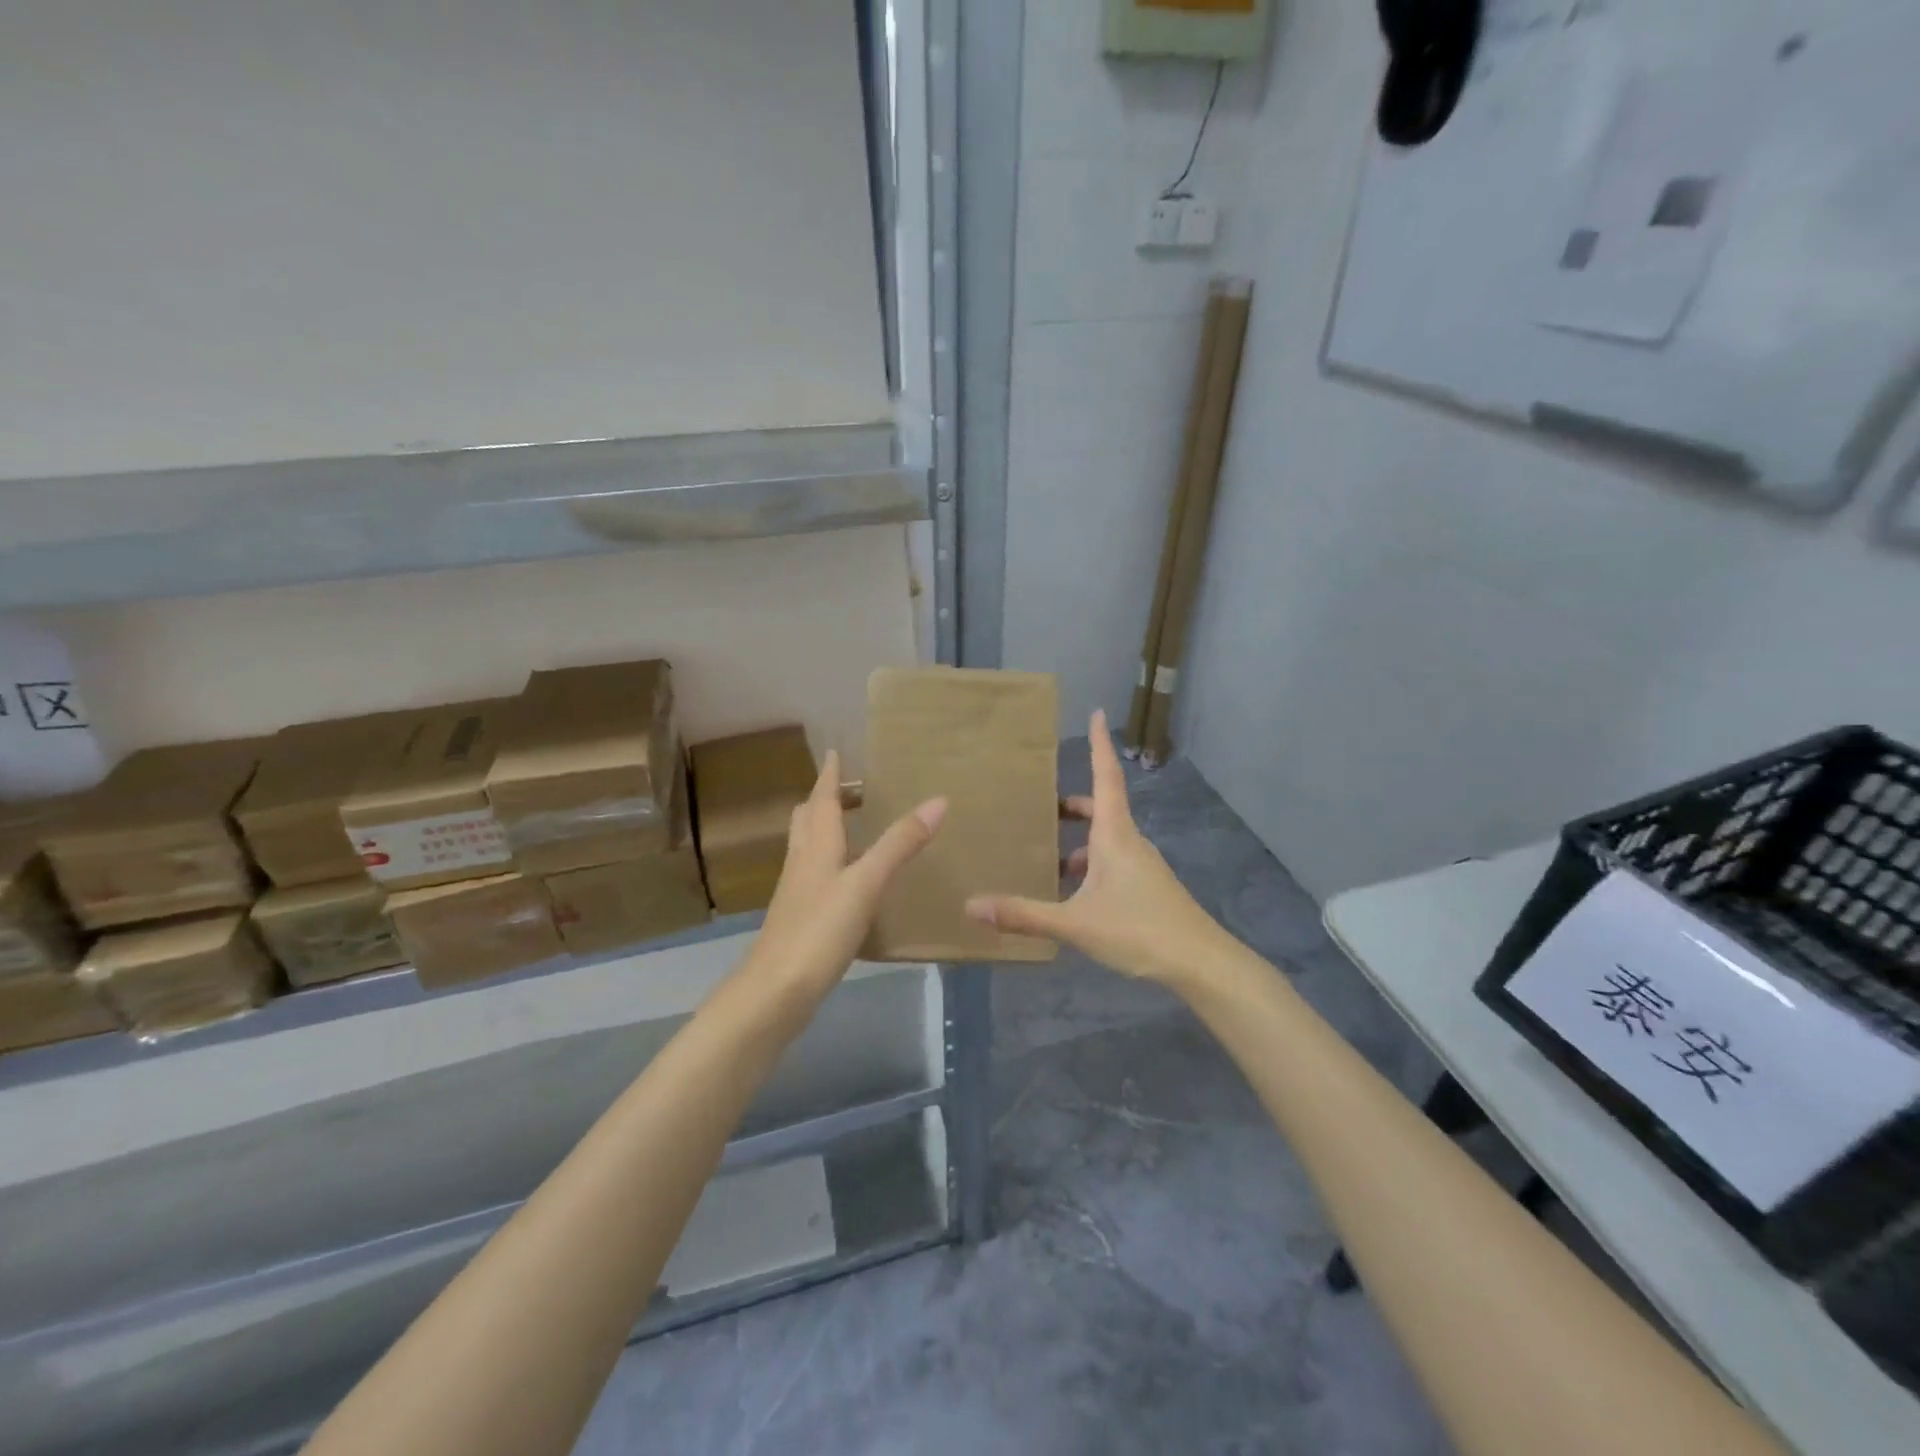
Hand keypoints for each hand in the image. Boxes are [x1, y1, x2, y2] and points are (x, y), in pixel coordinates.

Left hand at [744, 749, 945, 994]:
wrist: (776, 991)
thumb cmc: (820, 929)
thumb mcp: (866, 883)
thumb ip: (899, 844)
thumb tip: (938, 801)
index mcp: (816, 846)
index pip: (821, 800)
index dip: (829, 775)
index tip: (834, 752)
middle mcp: (801, 862)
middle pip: (806, 820)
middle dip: (822, 800)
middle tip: (845, 788)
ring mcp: (796, 893)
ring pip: (806, 848)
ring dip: (823, 830)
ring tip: (848, 826)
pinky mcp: (798, 919)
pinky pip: (812, 877)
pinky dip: (827, 864)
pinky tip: (844, 881)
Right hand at [964, 709, 1233, 985]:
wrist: (1200, 963)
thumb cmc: (1138, 930)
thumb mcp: (1075, 923)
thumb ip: (1024, 914)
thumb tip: (971, 906)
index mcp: (1114, 835)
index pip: (1105, 777)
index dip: (1099, 745)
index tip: (1097, 712)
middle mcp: (1130, 842)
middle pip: (1102, 808)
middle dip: (1074, 805)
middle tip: (1044, 806)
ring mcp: (1142, 866)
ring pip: (1107, 840)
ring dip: (1080, 842)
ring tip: (1049, 860)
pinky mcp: (1148, 888)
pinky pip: (1113, 863)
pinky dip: (1091, 866)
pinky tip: (1073, 897)